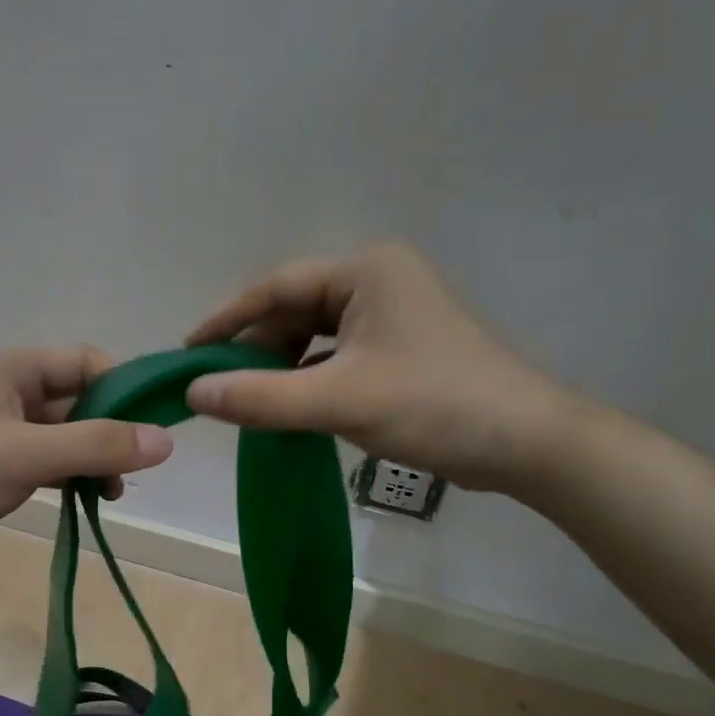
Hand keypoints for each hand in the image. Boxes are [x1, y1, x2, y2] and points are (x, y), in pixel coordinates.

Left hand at [0, 347, 173, 585]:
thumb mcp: (27, 454)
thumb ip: (97, 445)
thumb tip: (166, 441)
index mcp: (12, 370)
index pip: (85, 362)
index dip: (121, 389)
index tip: (151, 427)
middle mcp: (9, 393)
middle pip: (79, 400)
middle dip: (111, 430)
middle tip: (135, 469)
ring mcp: (2, 433)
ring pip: (66, 436)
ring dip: (93, 458)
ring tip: (112, 493)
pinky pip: (48, 463)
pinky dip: (71, 477)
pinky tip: (87, 500)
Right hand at [183, 243, 579, 491]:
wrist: (527, 443)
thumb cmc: (434, 406)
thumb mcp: (339, 401)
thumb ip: (260, 397)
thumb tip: (192, 394)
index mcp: (365, 271)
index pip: (276, 287)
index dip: (226, 320)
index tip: (186, 353)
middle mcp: (378, 281)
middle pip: (295, 311)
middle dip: (255, 348)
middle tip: (216, 387)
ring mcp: (392, 314)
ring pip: (315, 336)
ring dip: (280, 367)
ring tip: (248, 400)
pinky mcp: (401, 347)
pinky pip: (337, 356)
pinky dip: (309, 379)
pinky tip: (289, 406)